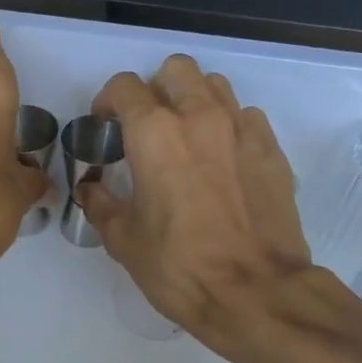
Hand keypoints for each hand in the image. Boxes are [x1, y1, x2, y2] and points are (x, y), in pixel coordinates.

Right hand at [78, 55, 314, 362]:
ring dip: (194, 100)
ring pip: (214, 85)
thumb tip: (89, 188)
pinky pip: (246, 117)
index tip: (106, 125)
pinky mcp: (272, 149)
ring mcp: (241, 129)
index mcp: (155, 133)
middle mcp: (200, 117)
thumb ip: (101, 204)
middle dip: (155, 89)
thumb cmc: (180, 267)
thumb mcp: (124, 240)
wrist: (256, 292)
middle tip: (148, 125)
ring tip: (188, 137)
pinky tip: (223, 160)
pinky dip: (229, 126)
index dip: (108, 101)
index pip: (125, 86)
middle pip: (175, 70)